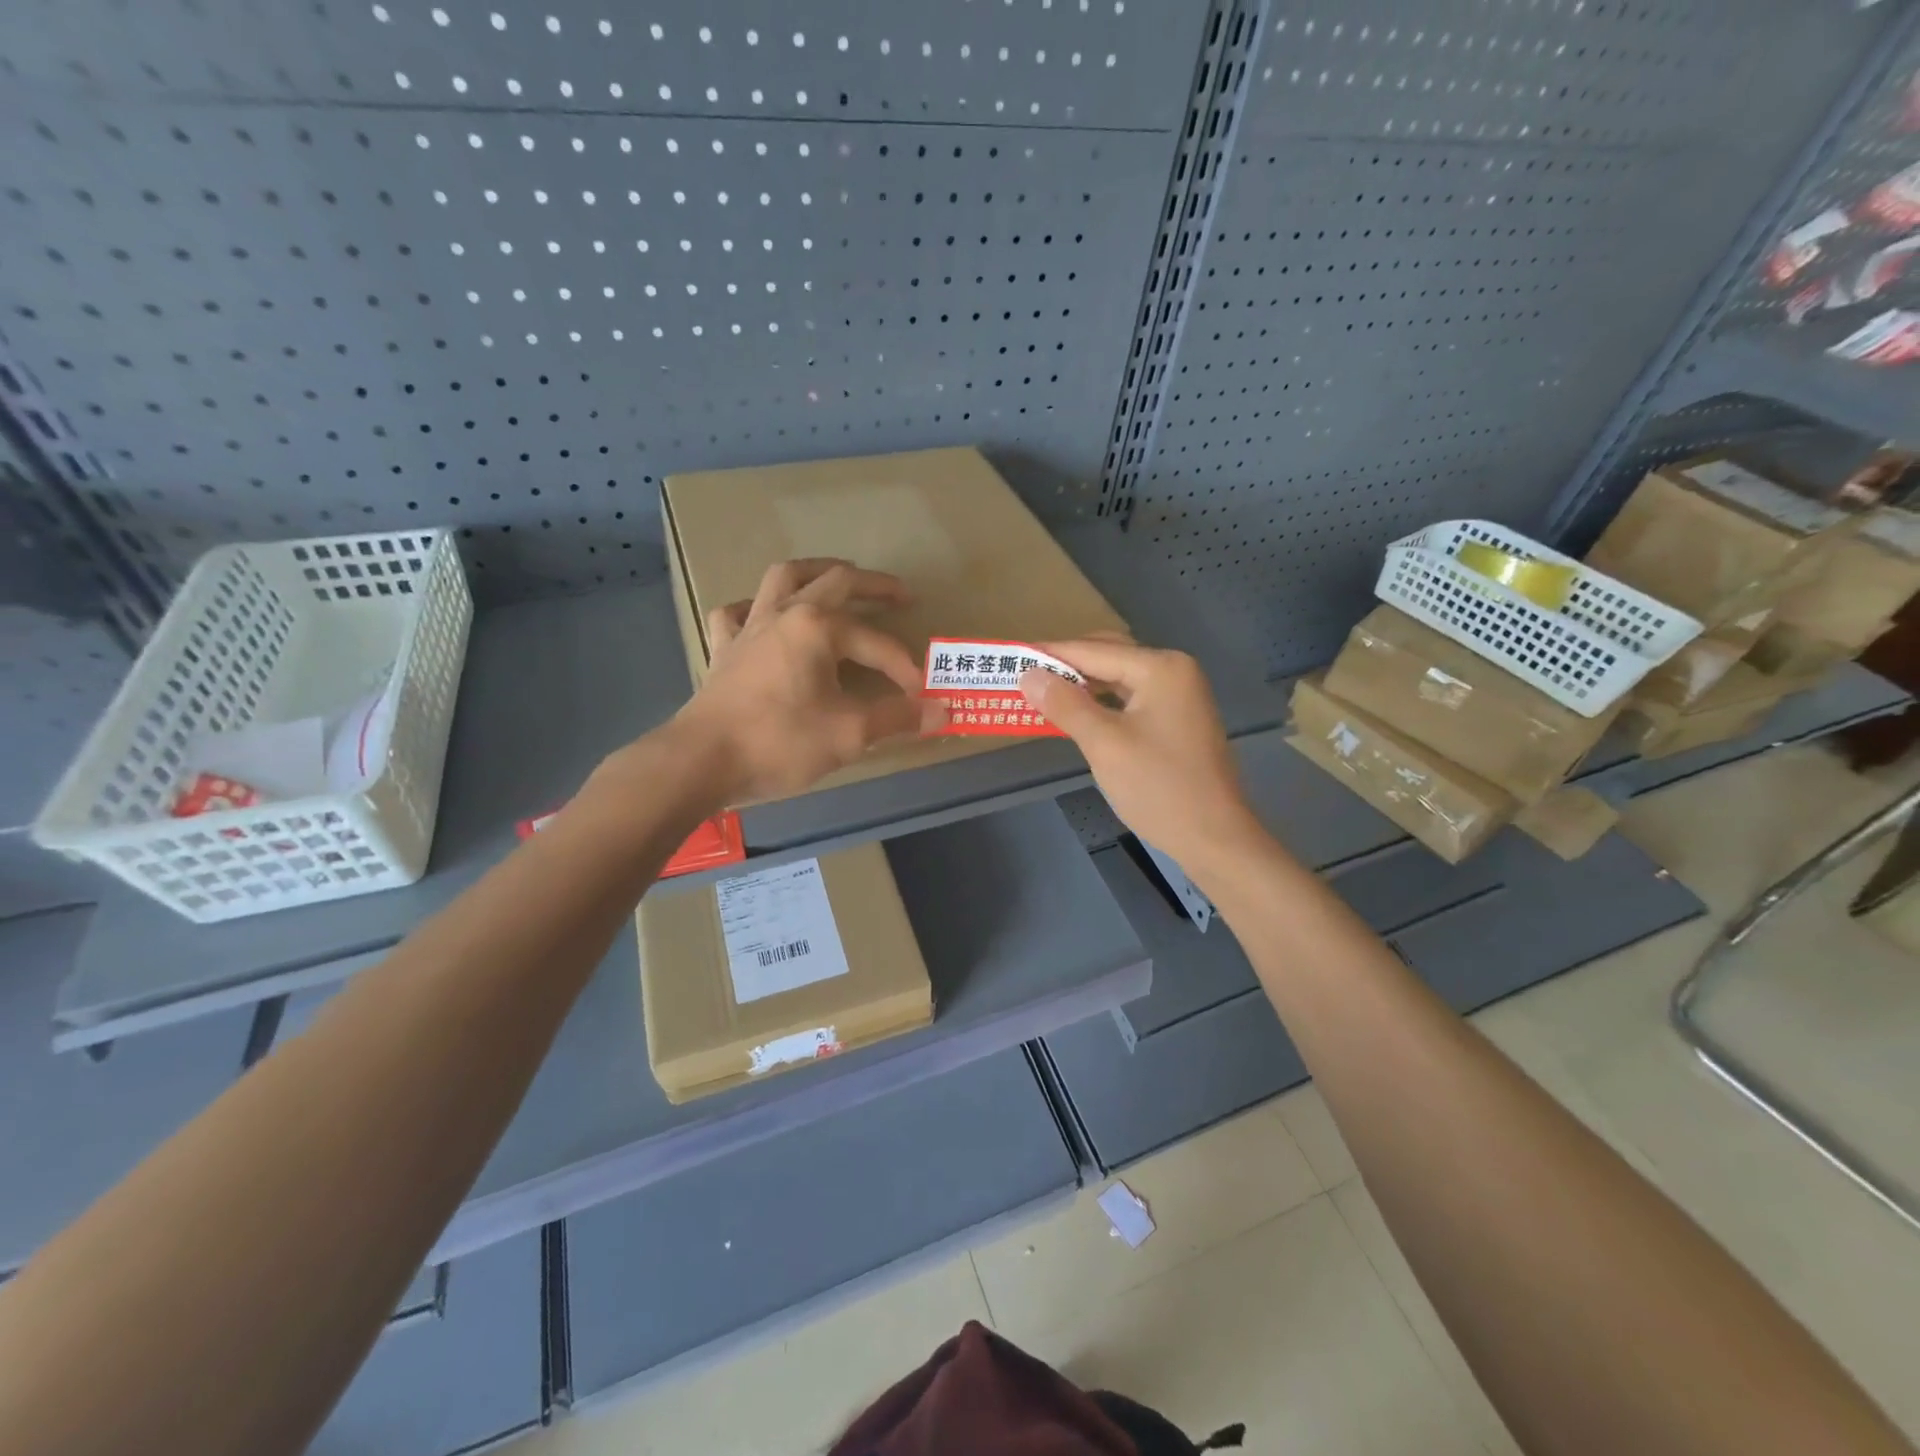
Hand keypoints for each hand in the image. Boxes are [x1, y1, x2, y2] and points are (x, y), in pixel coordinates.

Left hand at [673, 559, 945, 802]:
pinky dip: (755, 607)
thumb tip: (943, 711)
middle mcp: (785, 613)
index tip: (922, 697)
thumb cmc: (779, 742)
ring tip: (837, 576)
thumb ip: (898, 718)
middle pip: (835, 581)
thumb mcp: (849, 733)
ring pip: (783, 578)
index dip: (904, 668)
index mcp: (818, 627)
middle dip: (873, 586)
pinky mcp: (724, 647)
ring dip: (815, 572)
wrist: (702, 760)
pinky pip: (738, 612)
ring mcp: (750, 626)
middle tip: (900, 595)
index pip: (877, 643)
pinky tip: (765, 617)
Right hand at [1020, 639, 1258, 868]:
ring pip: (1119, 679)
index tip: (1011, 657)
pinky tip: (1078, 715)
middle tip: (1025, 678)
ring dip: (1083, 686)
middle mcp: (1174, 671)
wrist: (1215, 838)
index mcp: (1161, 668)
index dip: (1050, 654)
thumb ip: (1065, 704)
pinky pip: (1130, 700)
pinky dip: (1102, 703)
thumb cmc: (1159, 788)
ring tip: (1043, 696)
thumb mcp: (1104, 744)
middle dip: (1067, 667)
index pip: (1093, 651)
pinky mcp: (1177, 720)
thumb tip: (1028, 674)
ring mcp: (1179, 696)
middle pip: (1108, 656)